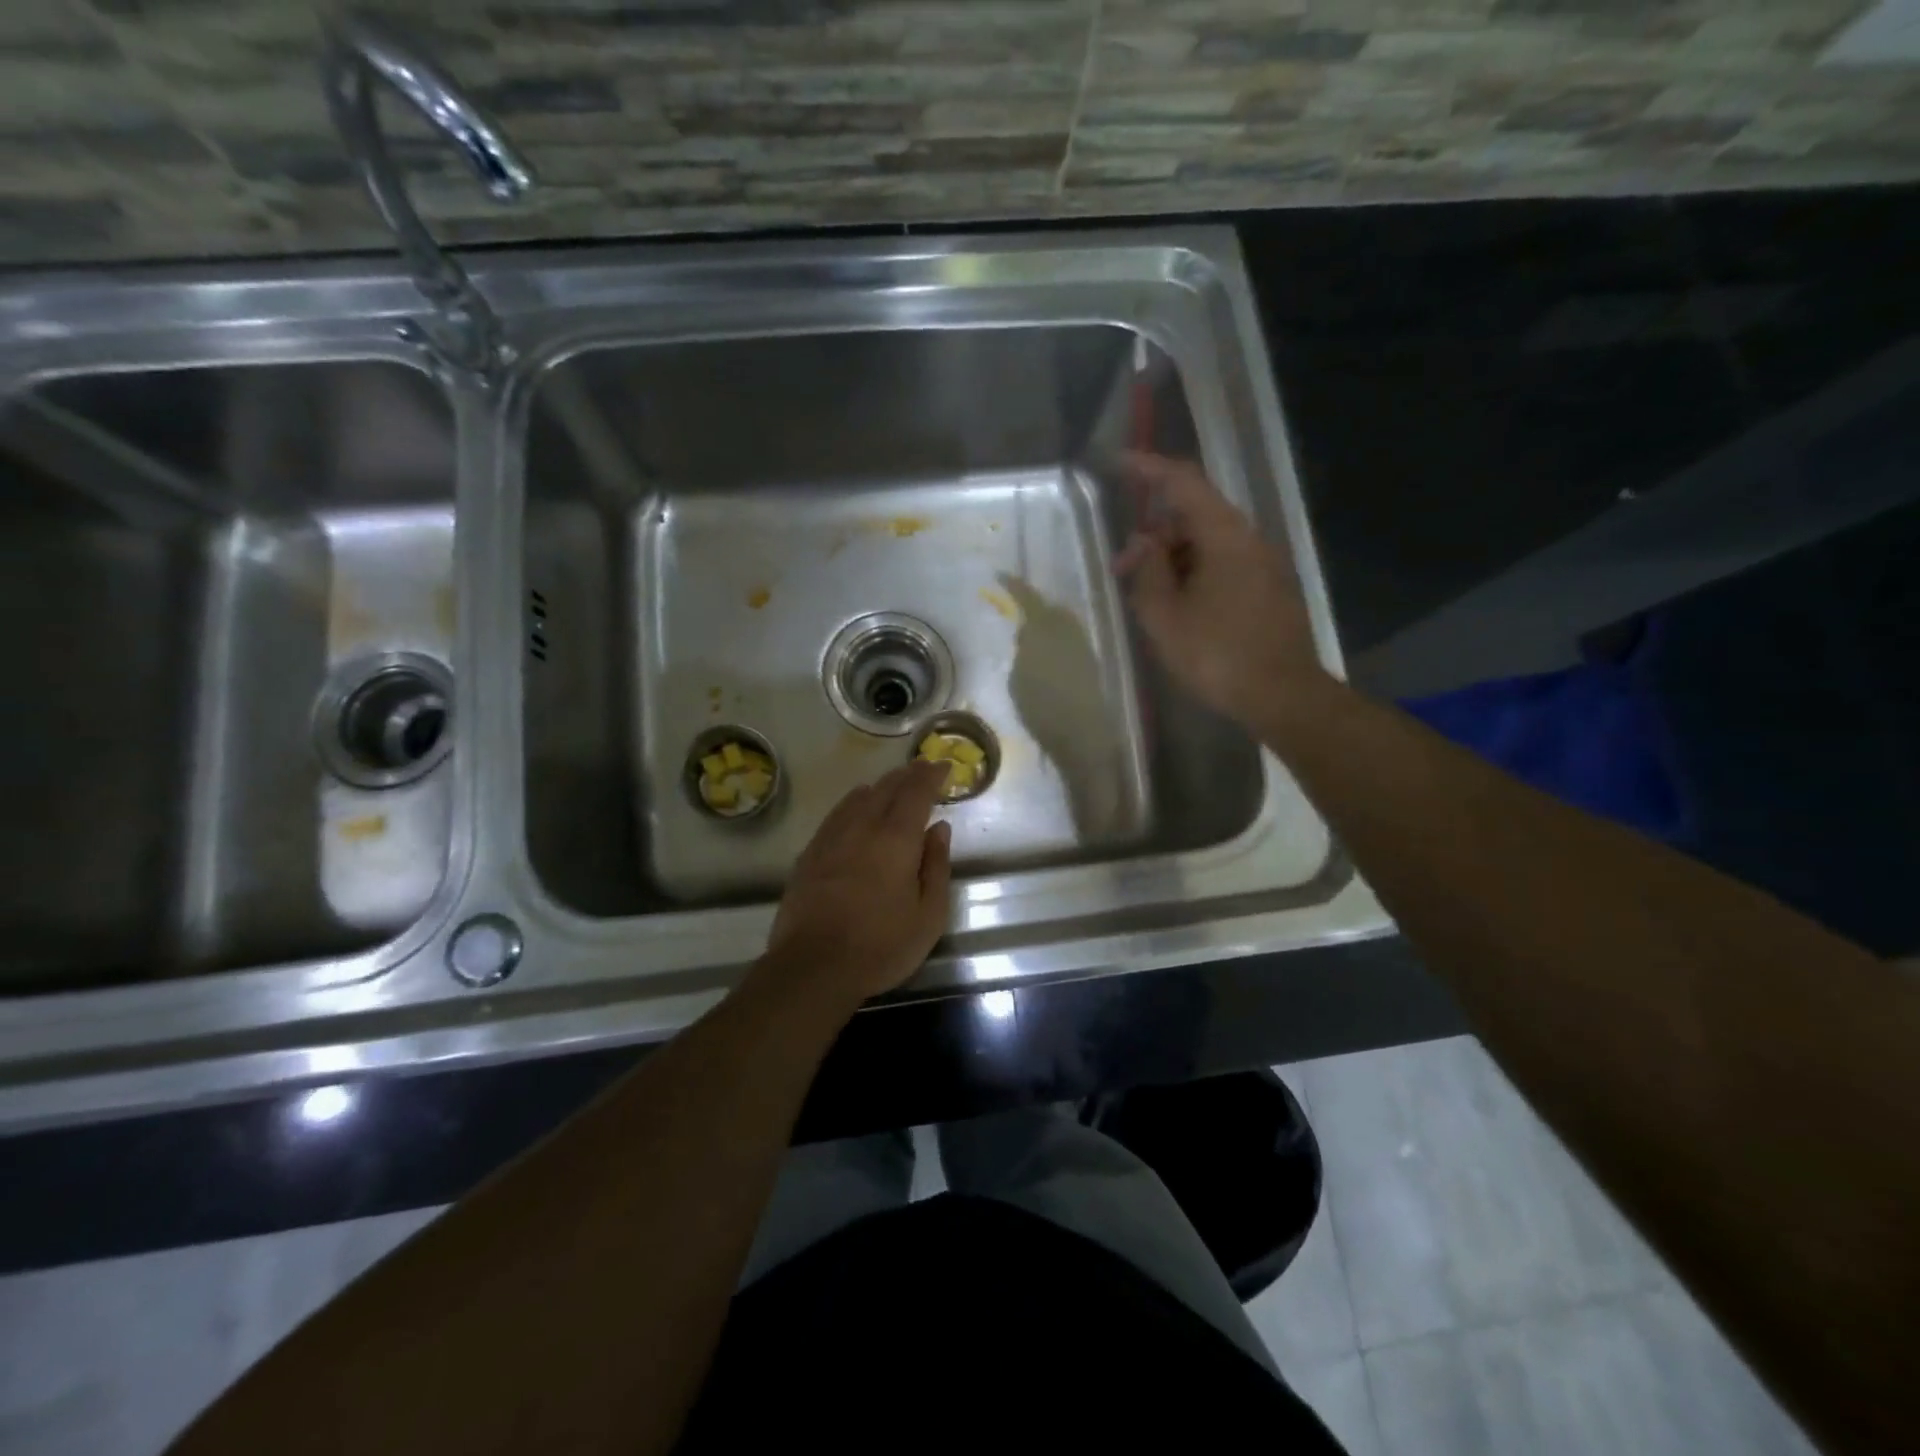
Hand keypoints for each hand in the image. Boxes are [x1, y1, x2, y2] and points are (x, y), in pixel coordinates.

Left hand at [761, 759, 953, 1007]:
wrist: (813, 966)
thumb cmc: (881, 945)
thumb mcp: (928, 915)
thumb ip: (937, 866)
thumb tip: (939, 828)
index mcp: (896, 838)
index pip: (916, 792)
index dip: (931, 775)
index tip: (943, 766)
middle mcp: (863, 827)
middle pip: (886, 788)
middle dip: (908, 775)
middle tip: (922, 768)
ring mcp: (831, 838)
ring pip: (858, 797)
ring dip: (880, 786)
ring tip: (892, 784)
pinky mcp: (810, 854)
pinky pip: (836, 814)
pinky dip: (854, 802)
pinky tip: (856, 807)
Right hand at [1112, 451, 1330, 729]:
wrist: (1283, 696)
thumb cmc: (1217, 655)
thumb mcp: (1165, 617)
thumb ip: (1147, 571)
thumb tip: (1142, 545)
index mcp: (1224, 536)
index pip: (1183, 482)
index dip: (1149, 469)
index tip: (1118, 464)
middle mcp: (1248, 539)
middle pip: (1194, 515)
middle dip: (1154, 533)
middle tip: (1122, 569)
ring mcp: (1262, 564)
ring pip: (1208, 543)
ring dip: (1171, 558)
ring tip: (1145, 595)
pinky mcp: (1267, 589)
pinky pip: (1222, 565)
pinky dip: (1193, 573)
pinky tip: (1176, 606)